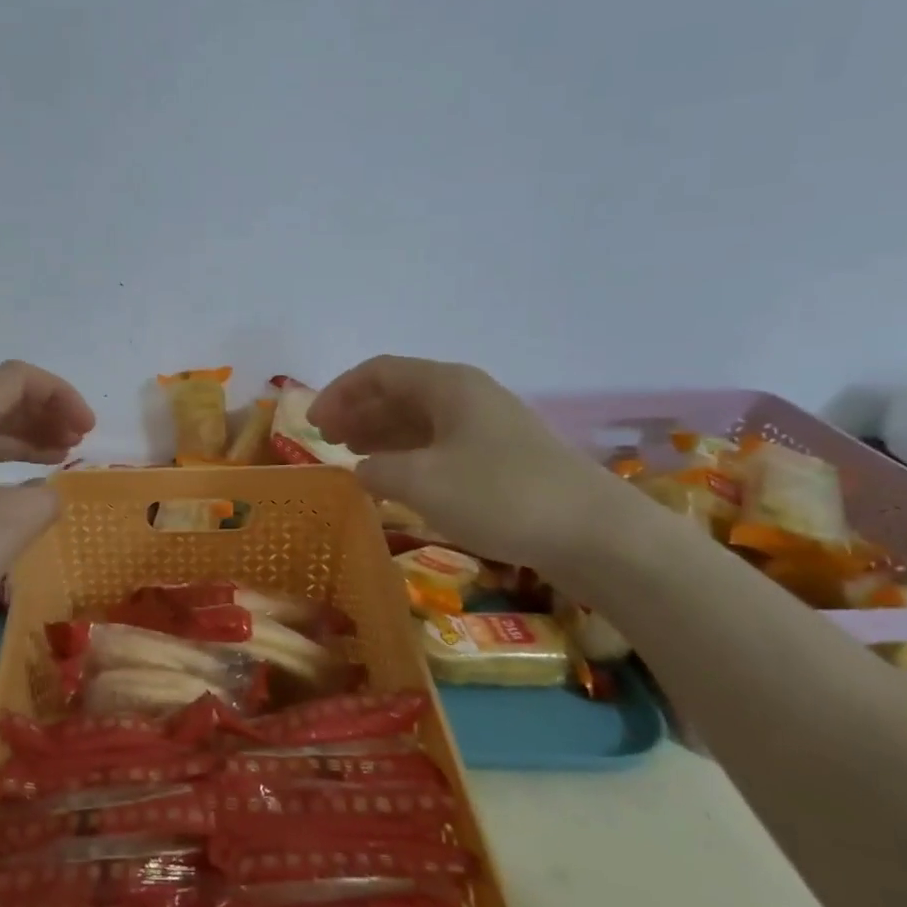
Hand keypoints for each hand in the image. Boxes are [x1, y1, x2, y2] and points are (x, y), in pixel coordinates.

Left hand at [0, 361, 94, 634]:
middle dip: (44, 414)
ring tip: (57, 460)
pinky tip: (14, 495)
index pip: (16, 378)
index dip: (60, 394)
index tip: (87, 431)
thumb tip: (44, 493)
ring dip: (23, 440)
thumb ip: (45, 498)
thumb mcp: (12, 524)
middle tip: (78, 444)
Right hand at [309, 355, 627, 569]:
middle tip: (327, 440)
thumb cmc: (499, 496)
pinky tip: (397, 479)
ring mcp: (488, 427)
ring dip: (382, 434)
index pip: (379, 372)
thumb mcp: (421, 482)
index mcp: (447, 385)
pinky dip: (410, 456)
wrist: (594, 534)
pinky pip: (441, 445)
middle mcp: (467, 396)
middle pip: (399, 392)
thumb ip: (378, 469)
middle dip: (358, 412)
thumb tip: (363, 469)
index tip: (312, 423)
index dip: (340, 392)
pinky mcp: (502, 459)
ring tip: (353, 457)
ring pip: (420, 420)